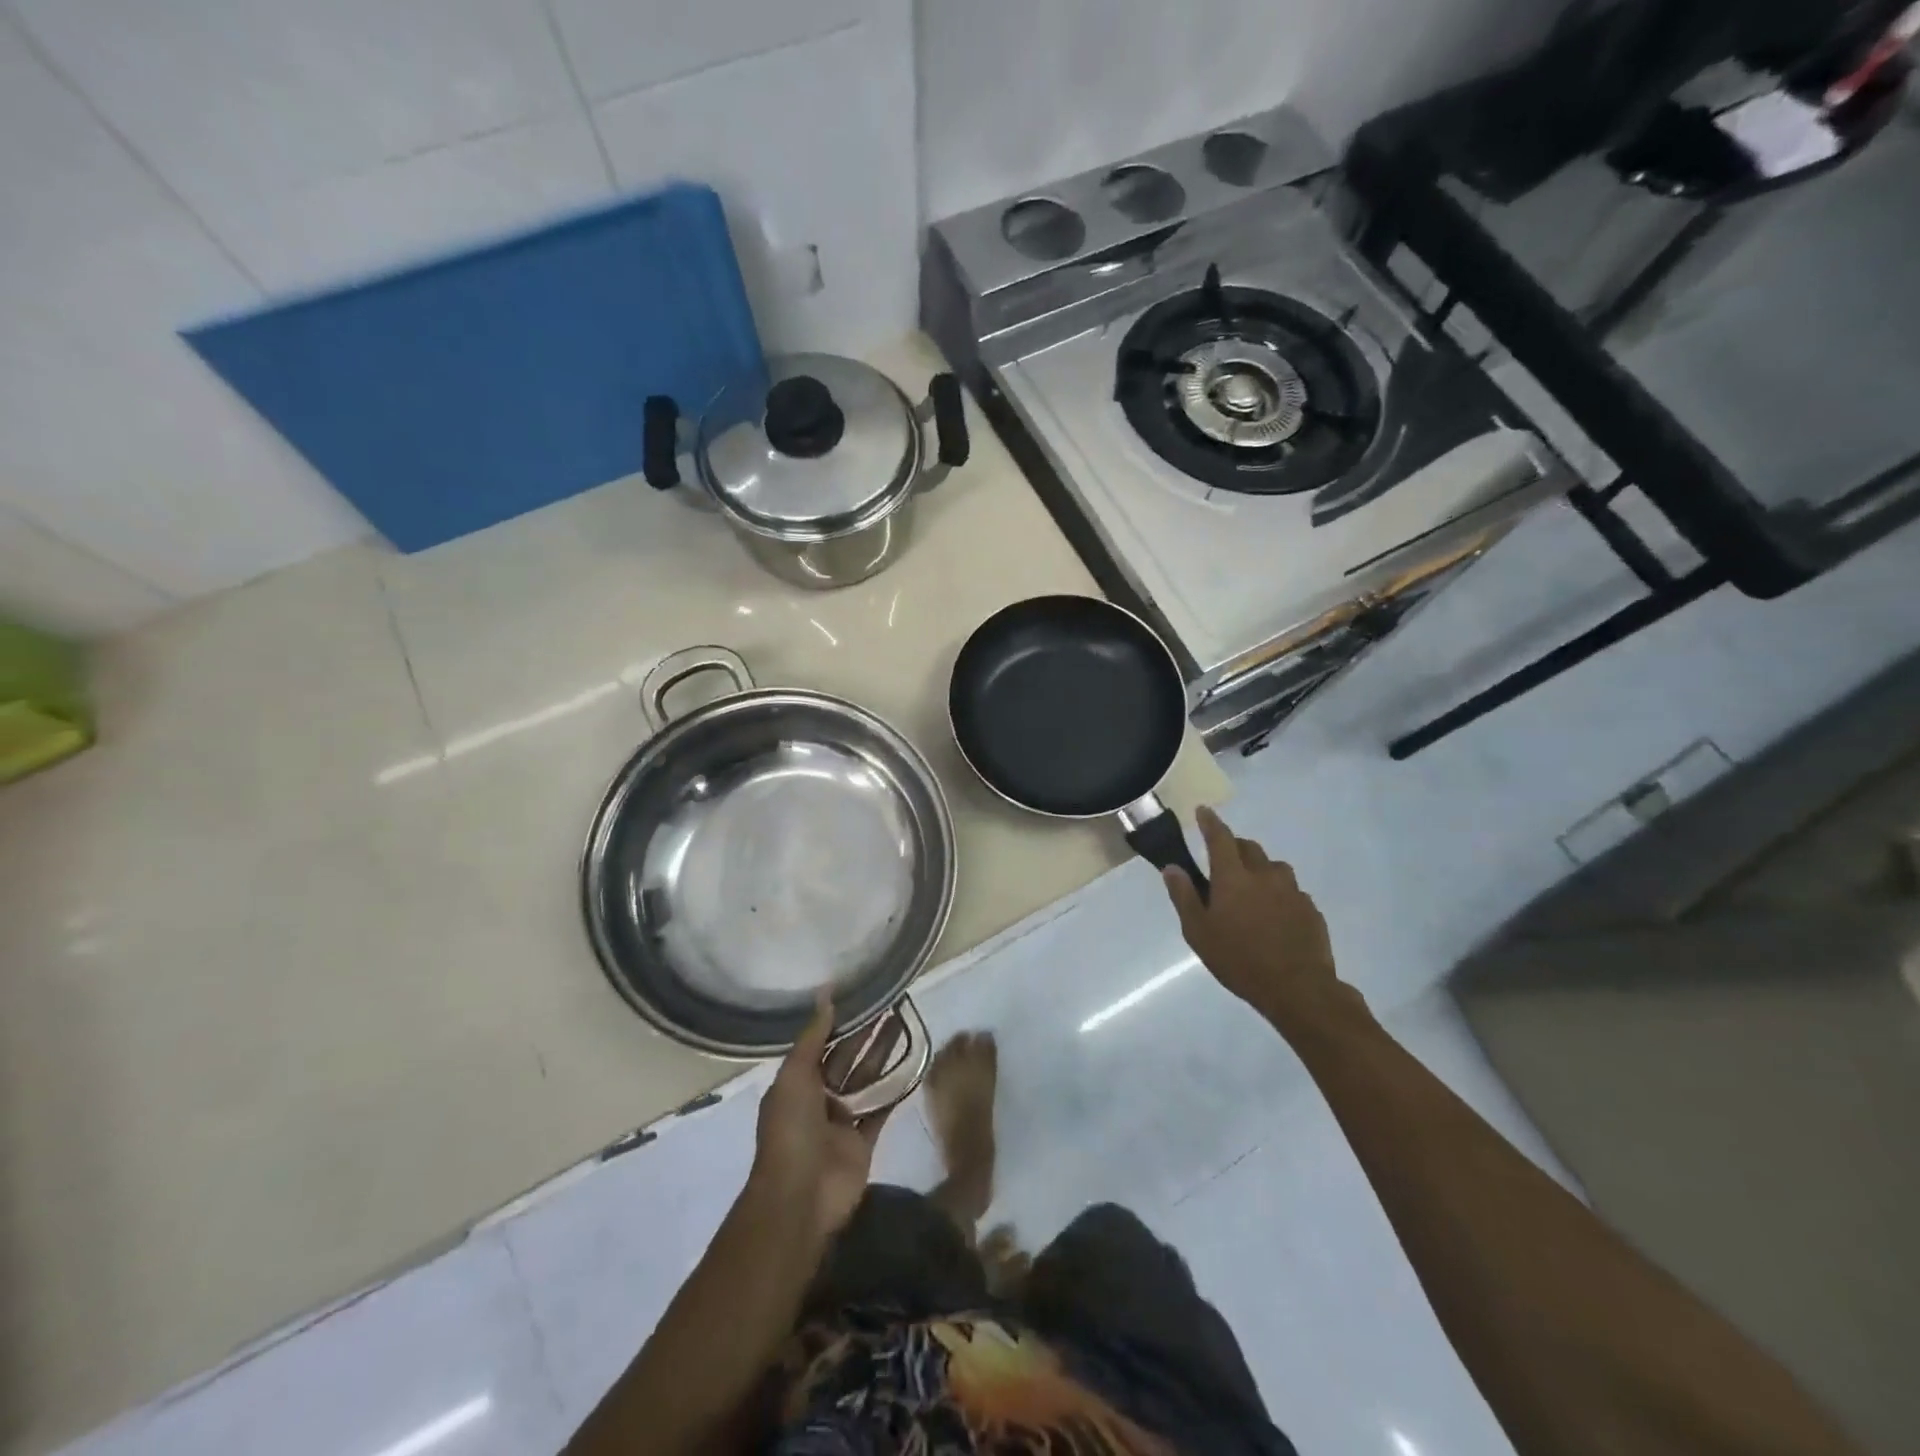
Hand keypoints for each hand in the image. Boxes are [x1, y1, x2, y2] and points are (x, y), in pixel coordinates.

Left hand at [751, 995, 891, 1241]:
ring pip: (867, 1080)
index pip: (822, 1044)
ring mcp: (842, 1121)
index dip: (842, 1021)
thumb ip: (813, 1036)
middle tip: (894, 1005)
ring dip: (884, 1055)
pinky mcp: (864, 1141)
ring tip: (906, 1025)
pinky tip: (914, 1065)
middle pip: (848, 1059)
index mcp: (797, 1083)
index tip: (865, 996)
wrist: (801, 1197)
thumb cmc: (792, 1130)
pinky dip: (895, 1090)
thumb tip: (826, 993)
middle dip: (868, 1034)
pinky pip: (882, 1109)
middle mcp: (819, 1099)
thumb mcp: (794, 1076)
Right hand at [1163, 806, 1357, 1038]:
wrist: (1298, 989)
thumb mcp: (1198, 932)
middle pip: (1249, 848)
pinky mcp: (1311, 910)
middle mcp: (1265, 875)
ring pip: (1274, 867)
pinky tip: (1274, 916)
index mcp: (1233, 877)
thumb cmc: (1239, 960)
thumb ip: (1184, 896)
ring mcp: (1292, 891)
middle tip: (1223, 860)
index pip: (1220, 838)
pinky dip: (1278, 893)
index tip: (1203, 811)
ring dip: (1260, 869)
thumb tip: (1172, 868)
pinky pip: (1291, 891)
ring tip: (1251, 890)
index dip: (1210, 822)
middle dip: (1234, 846)